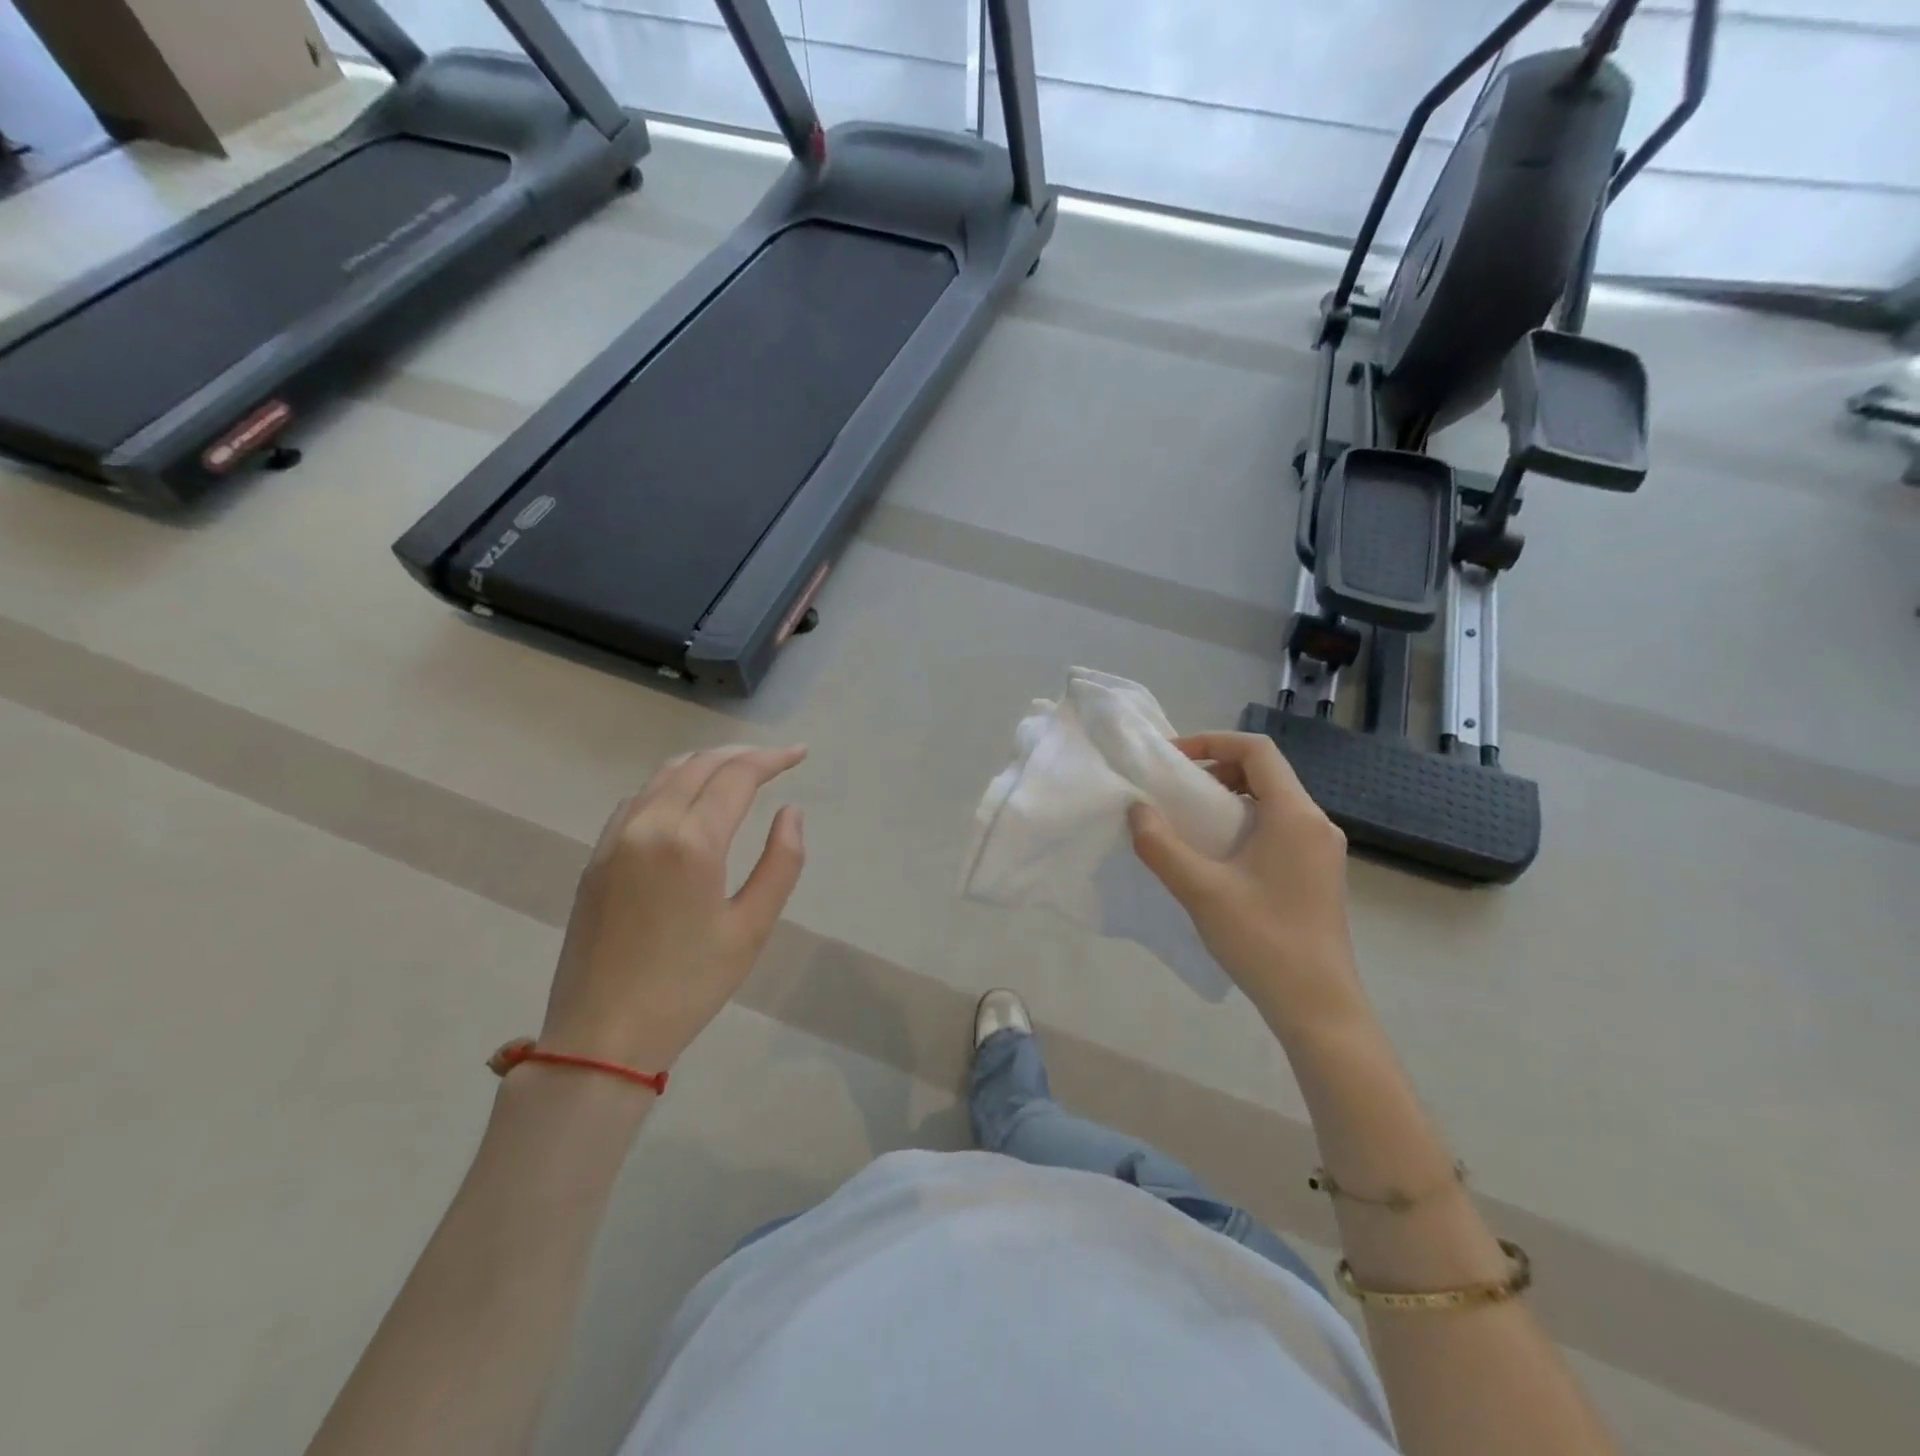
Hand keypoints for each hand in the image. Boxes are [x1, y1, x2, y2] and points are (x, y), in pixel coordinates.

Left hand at [539, 746, 806, 1072]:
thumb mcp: (751, 928)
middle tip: (774, 760)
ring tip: (736, 770)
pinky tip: (686, 799)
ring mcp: (615, 838)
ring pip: (663, 775)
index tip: (799, 754)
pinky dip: (670, 783)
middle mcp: (649, 825)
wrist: (602, 1036)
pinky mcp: (596, 856)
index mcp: (692, 842)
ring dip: (705, 763)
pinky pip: (637, 799)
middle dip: (741, 755)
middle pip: (699, 765)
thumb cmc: (688, 986)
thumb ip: (781, 862)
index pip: (736, 776)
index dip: (771, 758)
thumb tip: (790, 812)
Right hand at [1128, 732, 1364, 1033]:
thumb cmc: (1263, 941)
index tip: (1172, 758)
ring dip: (1228, 798)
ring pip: (1271, 802)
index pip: (1257, 750)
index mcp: (1295, 815)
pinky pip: (1278, 828)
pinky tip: (1217, 855)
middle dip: (1216, 769)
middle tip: (1174, 789)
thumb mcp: (1202, 891)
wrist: (1319, 1008)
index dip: (1212, 741)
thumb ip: (1162, 846)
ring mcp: (1320, 850)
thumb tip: (1136, 810)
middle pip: (1265, 773)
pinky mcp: (1317, 874)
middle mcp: (1315, 823)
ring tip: (1189, 820)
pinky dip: (1243, 823)